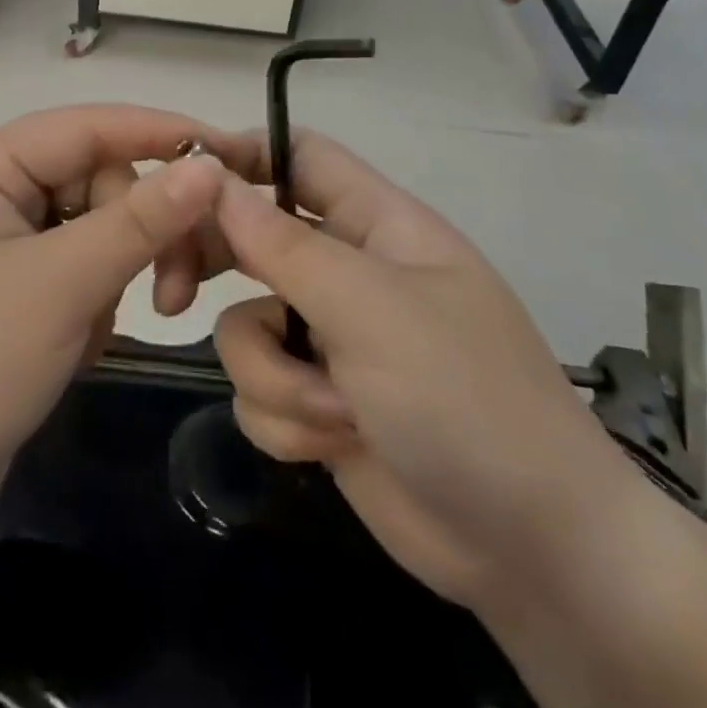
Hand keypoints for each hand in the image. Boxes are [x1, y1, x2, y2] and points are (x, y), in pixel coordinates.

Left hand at [0, 106, 252, 533]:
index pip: (85, 126)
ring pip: (90, 228)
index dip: (160, 133)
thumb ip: (140, 219)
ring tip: (107, 330)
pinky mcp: (5, 288)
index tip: (230, 152)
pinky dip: (92, 300)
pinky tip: (78, 347)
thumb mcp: (63, 286)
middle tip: (176, 293)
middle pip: (94, 180)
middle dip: (139, 231)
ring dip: (117, 273)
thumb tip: (208, 166)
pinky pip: (72, 268)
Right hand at [210, 133, 630, 607]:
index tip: (178, 181)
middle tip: (173, 291)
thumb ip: (284, 245)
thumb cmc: (466, 399)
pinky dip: (287, 421)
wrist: (533, 551)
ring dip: (275, 375)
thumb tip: (212, 180)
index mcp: (376, 224)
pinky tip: (336, 446)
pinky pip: (258, 388)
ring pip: (245, 326)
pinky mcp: (317, 401)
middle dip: (214, 268)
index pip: (298, 156)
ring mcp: (330, 339)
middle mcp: (347, 271)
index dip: (240, 156)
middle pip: (251, 236)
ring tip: (336, 413)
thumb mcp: (372, 309)